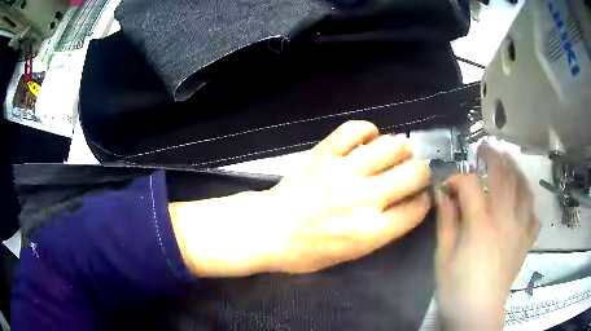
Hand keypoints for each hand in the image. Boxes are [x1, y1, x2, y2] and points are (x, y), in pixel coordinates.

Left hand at [170, 120, 431, 276]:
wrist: (268, 229)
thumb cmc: (307, 251)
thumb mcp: (351, 254)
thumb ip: (382, 231)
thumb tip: (404, 205)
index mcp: (370, 231)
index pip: (417, 208)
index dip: (425, 200)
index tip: (422, 196)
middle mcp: (363, 198)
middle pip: (413, 173)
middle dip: (421, 171)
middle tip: (414, 171)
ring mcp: (343, 171)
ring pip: (391, 146)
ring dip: (401, 148)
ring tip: (397, 153)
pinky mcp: (324, 154)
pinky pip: (354, 130)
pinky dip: (367, 130)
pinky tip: (369, 138)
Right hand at [435, 145, 539, 329]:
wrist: (477, 313)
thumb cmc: (456, 287)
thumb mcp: (443, 255)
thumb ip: (446, 221)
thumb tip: (442, 194)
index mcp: (480, 223)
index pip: (471, 185)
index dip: (458, 179)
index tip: (448, 186)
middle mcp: (504, 219)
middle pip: (504, 177)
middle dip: (494, 158)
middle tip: (487, 148)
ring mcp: (519, 230)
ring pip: (524, 190)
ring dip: (517, 172)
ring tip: (510, 163)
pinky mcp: (525, 243)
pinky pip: (534, 217)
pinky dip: (530, 206)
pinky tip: (524, 203)